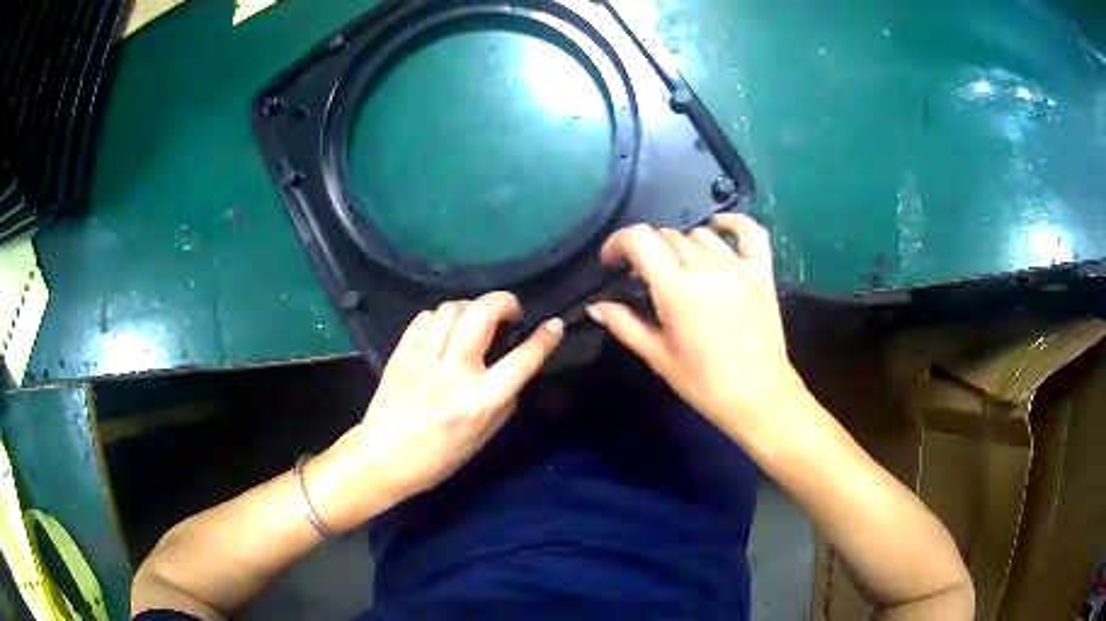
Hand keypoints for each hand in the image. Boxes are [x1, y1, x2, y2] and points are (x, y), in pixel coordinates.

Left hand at [311, 292, 562, 530]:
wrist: (381, 459)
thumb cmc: (437, 459)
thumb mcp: (482, 438)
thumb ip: (502, 401)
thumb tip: (513, 371)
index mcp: (479, 401)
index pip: (522, 360)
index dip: (544, 338)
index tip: (554, 325)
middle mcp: (454, 373)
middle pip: (482, 314)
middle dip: (504, 302)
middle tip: (511, 312)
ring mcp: (423, 359)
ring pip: (451, 309)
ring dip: (471, 308)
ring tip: (475, 321)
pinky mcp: (401, 353)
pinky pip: (425, 318)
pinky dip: (441, 317)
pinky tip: (445, 331)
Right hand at [587, 215, 807, 445]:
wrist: (759, 398)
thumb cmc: (704, 384)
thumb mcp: (658, 357)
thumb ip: (625, 325)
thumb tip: (596, 305)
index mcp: (677, 289)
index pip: (640, 240)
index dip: (618, 242)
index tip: (611, 262)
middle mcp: (707, 268)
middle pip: (668, 236)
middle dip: (647, 250)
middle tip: (644, 277)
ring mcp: (738, 266)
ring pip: (701, 234)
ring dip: (681, 245)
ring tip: (679, 268)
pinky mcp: (762, 272)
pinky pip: (750, 232)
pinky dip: (733, 223)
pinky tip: (719, 226)